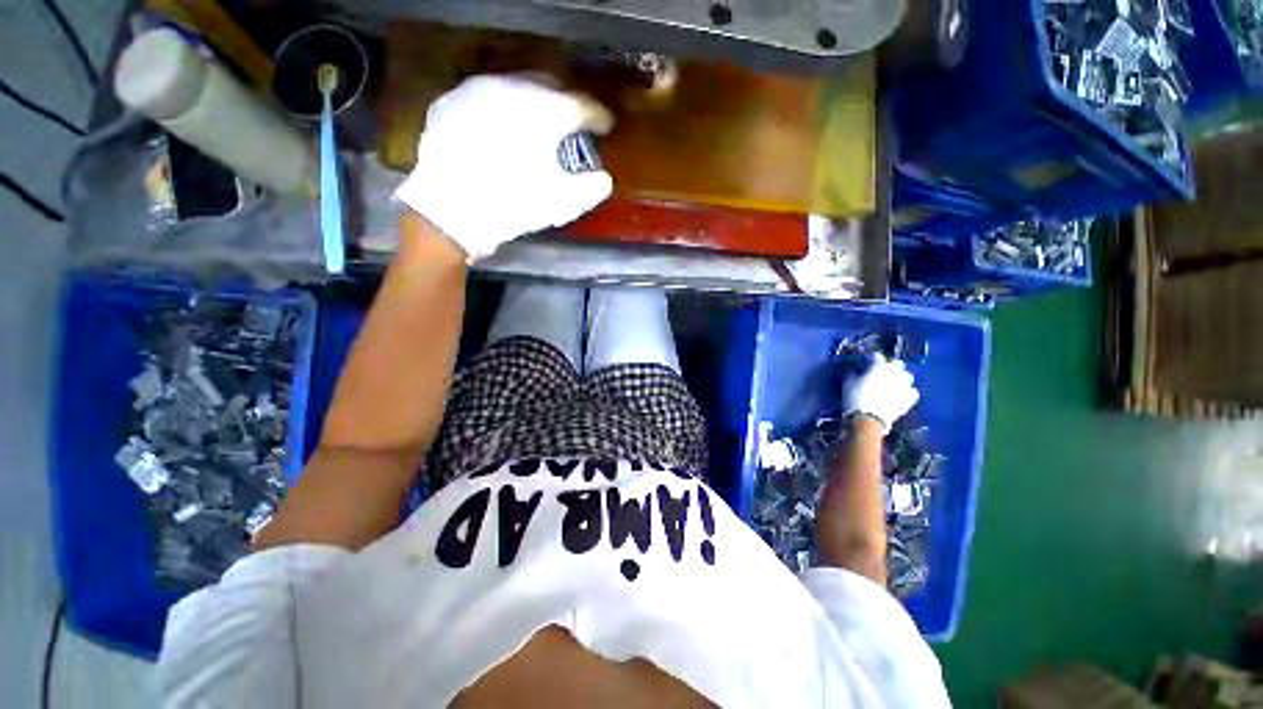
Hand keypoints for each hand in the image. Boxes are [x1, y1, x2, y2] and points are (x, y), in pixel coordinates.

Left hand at [393, 75, 614, 261]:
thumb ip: (591, 188)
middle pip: (548, 86)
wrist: (450, 210)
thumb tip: (603, 178)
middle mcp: (512, 88)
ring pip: (514, 88)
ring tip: (534, 127)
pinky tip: (500, 133)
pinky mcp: (451, 102)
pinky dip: (500, 112)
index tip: (605, 126)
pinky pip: (484, 99)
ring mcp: (477, 90)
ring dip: (530, 104)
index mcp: (545, 111)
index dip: (598, 116)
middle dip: (563, 103)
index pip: (581, 105)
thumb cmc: (514, 204)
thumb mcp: (562, 203)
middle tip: (570, 125)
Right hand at [842, 354, 919, 432]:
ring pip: (907, 376)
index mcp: (880, 366)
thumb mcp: (848, 383)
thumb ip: (853, 373)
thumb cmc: (855, 398)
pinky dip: (907, 391)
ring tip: (894, 382)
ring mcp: (905, 385)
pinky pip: (912, 390)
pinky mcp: (910, 398)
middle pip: (897, 363)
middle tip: (882, 371)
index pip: (878, 356)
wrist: (868, 419)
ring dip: (900, 377)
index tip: (867, 362)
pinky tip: (901, 394)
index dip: (872, 359)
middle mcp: (895, 372)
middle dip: (891, 365)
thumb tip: (855, 371)